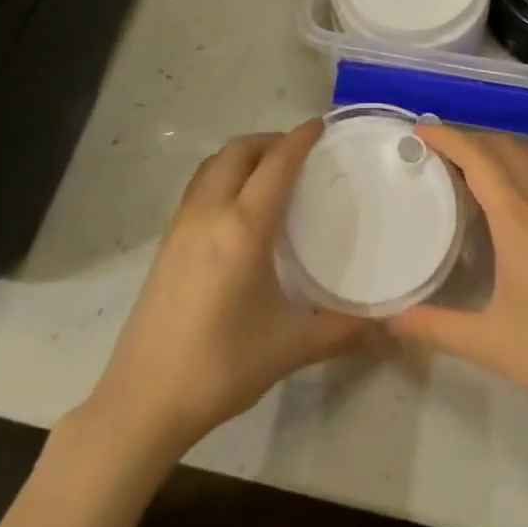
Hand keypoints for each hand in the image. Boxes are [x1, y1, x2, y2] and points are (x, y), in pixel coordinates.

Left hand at [89, 121, 366, 453]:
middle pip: (239, 151)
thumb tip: (385, 327)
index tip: (321, 126)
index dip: (300, 139)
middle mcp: (210, 212)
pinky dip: (224, 175)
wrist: (142, 400)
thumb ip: (341, 331)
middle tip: (300, 153)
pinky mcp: (166, 241)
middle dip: (271, 141)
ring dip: (244, 155)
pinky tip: (239, 207)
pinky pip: (200, 185)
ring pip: (214, 164)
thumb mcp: (289, 348)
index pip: (276, 164)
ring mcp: (181, 224)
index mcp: (243, 228)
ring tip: (270, 172)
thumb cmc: (220, 367)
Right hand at [390, 125, 527, 437]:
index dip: (449, 138)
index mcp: (521, 222)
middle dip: (468, 140)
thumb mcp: (490, 344)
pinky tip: (505, 196)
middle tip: (434, 152)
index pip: (481, 159)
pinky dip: (517, 166)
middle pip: (505, 148)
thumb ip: (435, 327)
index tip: (420, 132)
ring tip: (464, 166)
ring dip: (495, 149)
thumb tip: (392, 318)